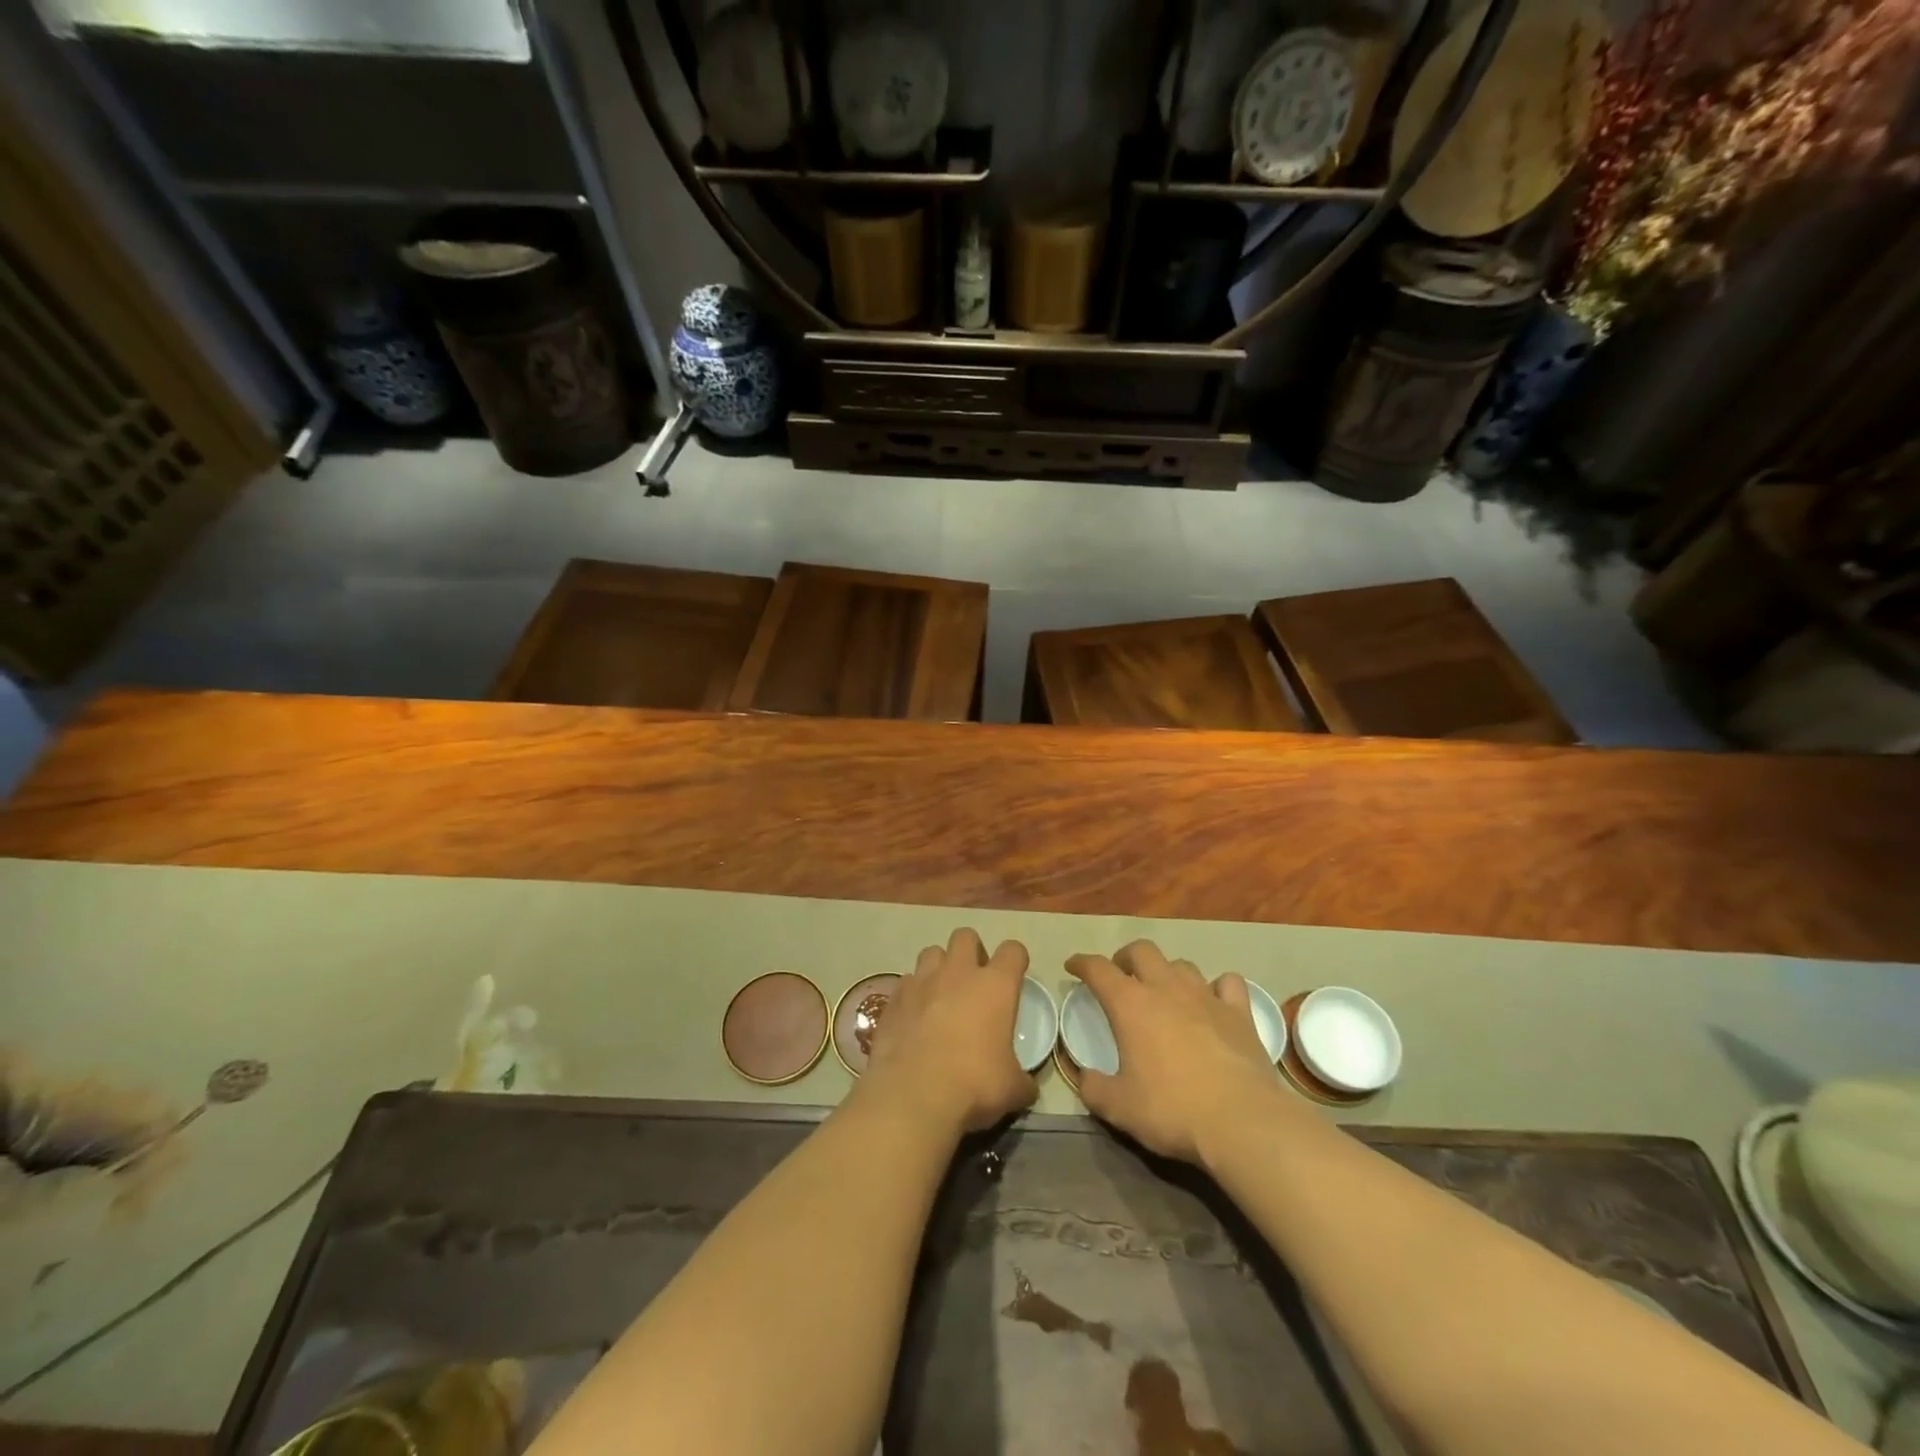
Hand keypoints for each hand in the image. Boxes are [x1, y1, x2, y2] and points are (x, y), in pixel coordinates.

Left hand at [858, 928, 1037, 1137]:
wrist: (913, 1095)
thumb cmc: (974, 1085)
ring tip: (941, 995)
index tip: (1014, 977)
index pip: (1013, 951)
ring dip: (939, 967)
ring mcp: (922, 982)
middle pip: (966, 936)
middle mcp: (958, 973)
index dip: (1016, 960)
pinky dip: (913, 994)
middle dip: (972, 951)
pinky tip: (914, 1017)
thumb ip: (1022, 1081)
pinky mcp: (894, 998)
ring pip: (931, 952)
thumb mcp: (1012, 1089)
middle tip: (974, 981)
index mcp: (995, 986)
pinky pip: (906, 983)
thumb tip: (1027, 1089)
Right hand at [1065, 940, 1284, 1165]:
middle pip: (1141, 951)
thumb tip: (1085, 1076)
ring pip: (1181, 964)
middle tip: (1120, 976)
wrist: (1241, 1121)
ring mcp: (1206, 996)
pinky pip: (1228, 983)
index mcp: (1130, 1005)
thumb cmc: (1171, 1109)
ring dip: (1167, 972)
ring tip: (1164, 991)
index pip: (1098, 969)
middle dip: (1125, 957)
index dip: (1082, 963)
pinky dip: (1217, 987)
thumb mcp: (1119, 1108)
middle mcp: (1166, 988)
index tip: (1073, 966)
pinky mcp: (1239, 1012)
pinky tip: (1215, 1001)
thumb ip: (1094, 1088)